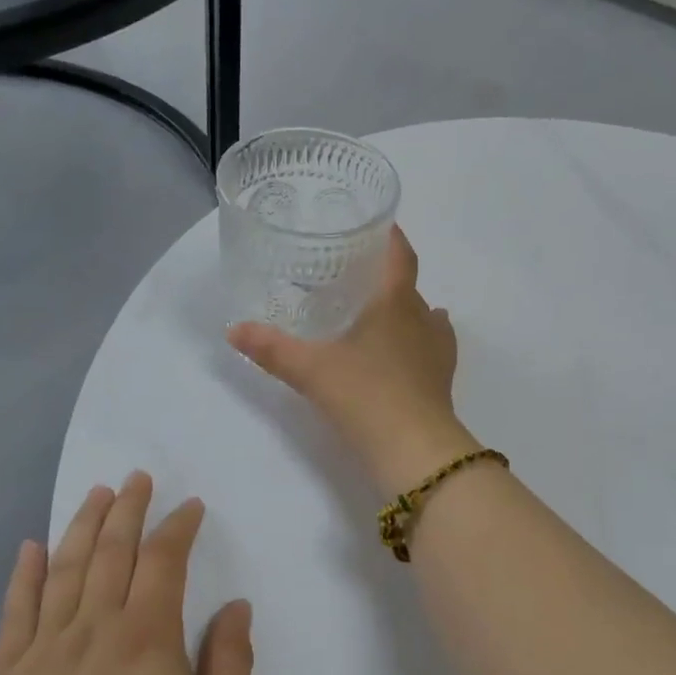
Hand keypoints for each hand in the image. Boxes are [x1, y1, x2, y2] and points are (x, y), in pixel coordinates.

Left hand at [0, 472, 252, 674]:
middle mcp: (94, 629)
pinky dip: (24, 575)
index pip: (164, 561)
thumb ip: (229, 664)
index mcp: (147, 638)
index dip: (178, 527)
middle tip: (137, 478)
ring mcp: (46, 651)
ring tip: (95, 493)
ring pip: (65, 569)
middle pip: (112, 551)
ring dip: (82, 525)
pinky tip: (31, 547)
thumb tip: (236, 606)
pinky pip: (16, 613)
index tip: (190, 507)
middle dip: (128, 508)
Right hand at [227, 226, 479, 495]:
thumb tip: (233, 329)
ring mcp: (437, 348)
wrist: (415, 450)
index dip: (391, 236)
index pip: (400, 255)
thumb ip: (272, 348)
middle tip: (355, 274)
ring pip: (424, 314)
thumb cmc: (365, 395)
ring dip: (405, 307)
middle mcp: (422, 317)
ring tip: (377, 309)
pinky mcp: (442, 377)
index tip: (378, 224)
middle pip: (408, 284)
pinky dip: (421, 338)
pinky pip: (434, 344)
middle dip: (386, 275)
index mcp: (394, 302)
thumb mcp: (311, 370)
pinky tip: (410, 345)